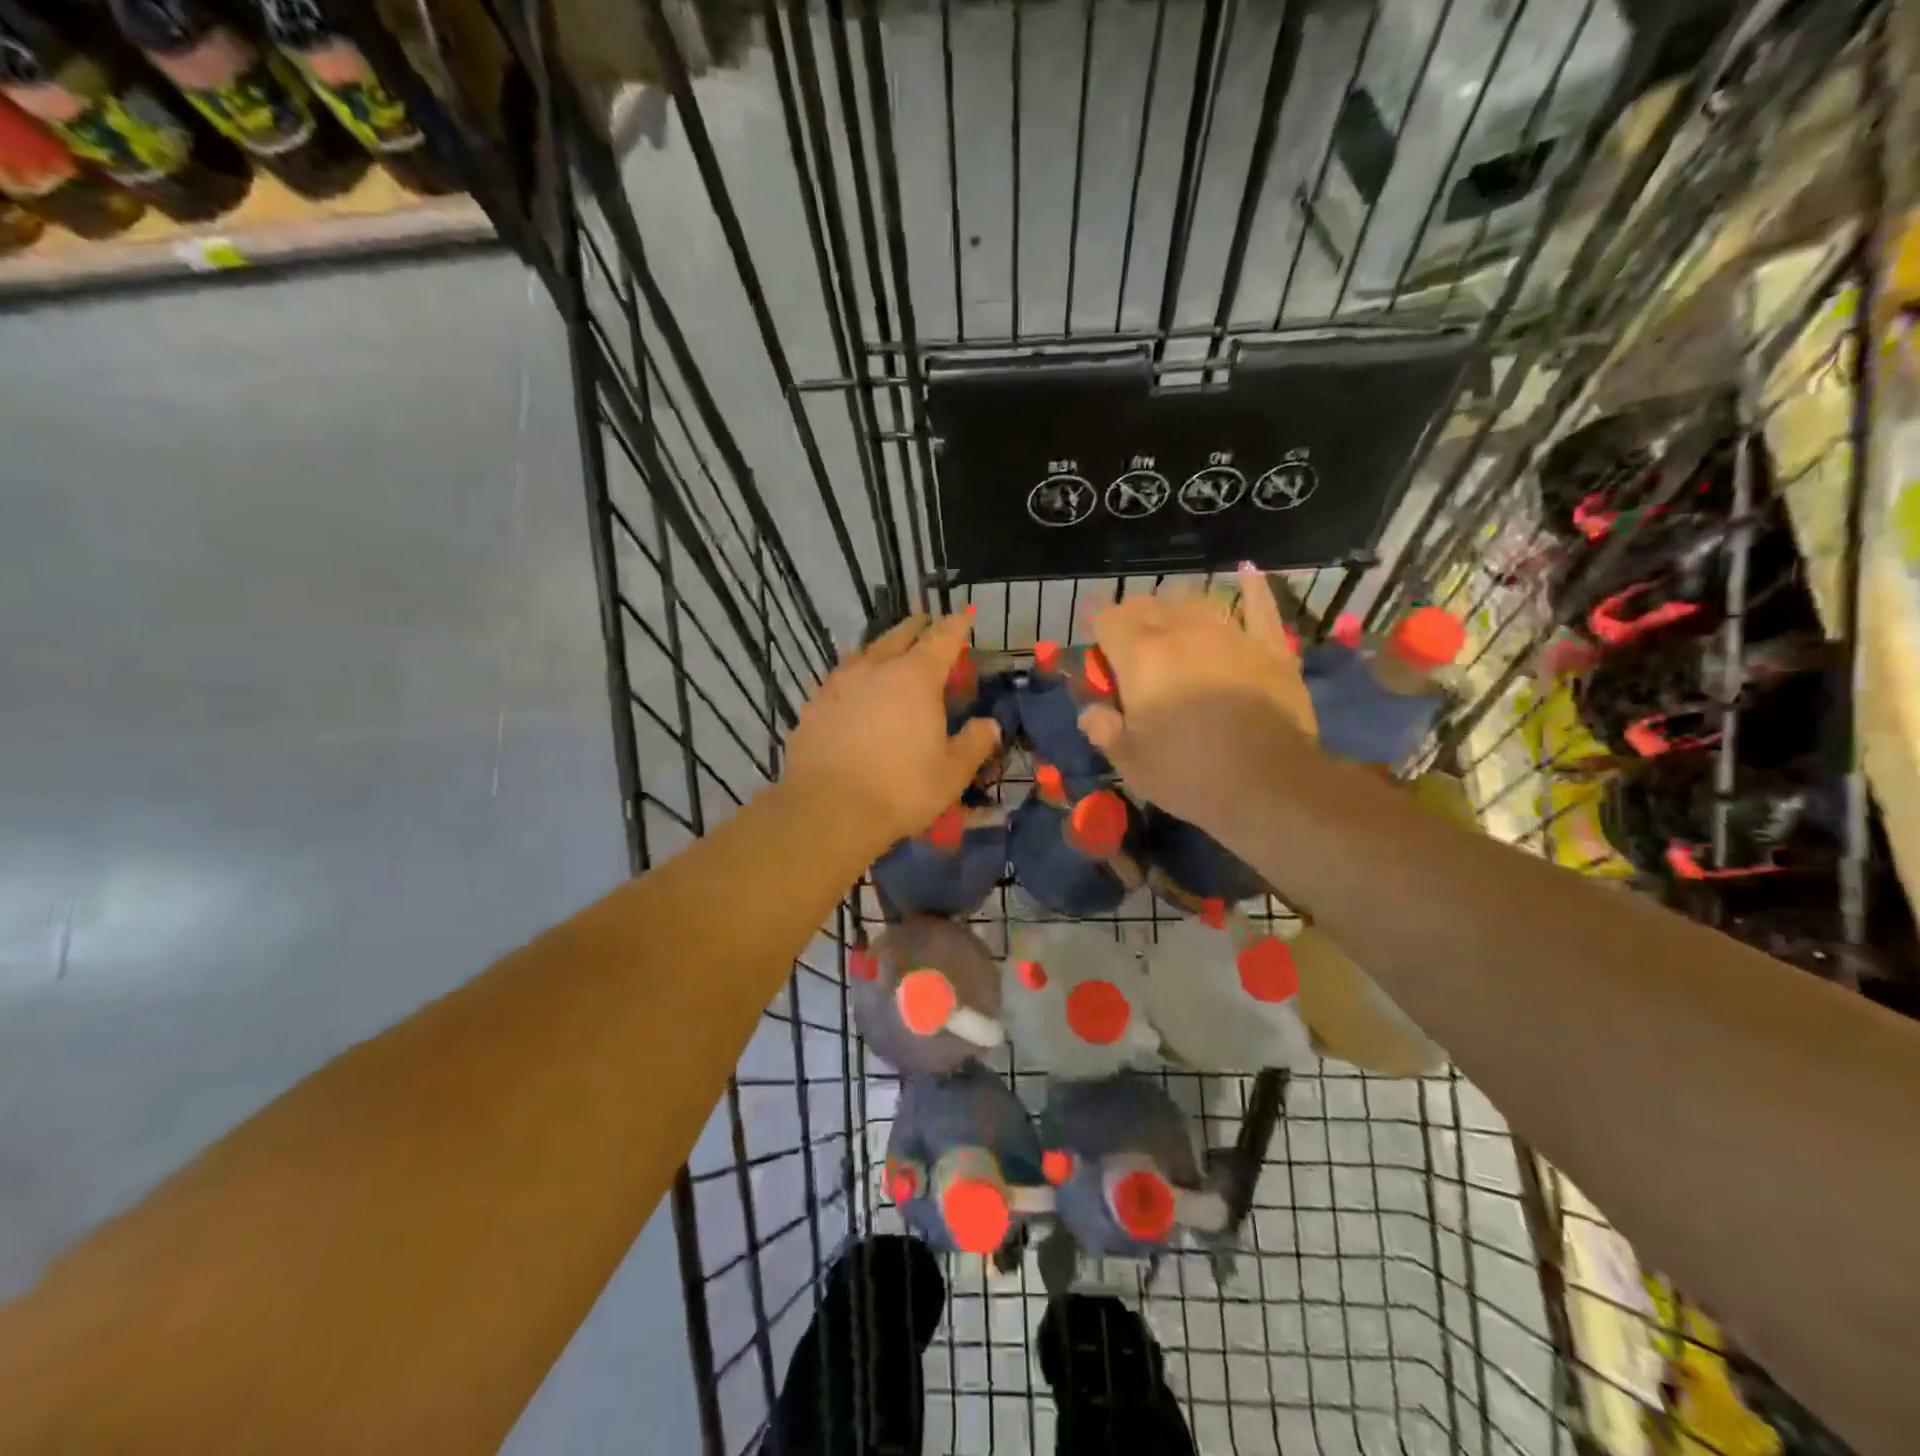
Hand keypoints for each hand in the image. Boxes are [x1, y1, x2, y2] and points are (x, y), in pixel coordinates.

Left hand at [782, 610, 1001, 849]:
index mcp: (915, 677)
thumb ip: (974, 743)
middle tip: (925, 624)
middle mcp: (874, 669)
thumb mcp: (952, 773)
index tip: (964, 615)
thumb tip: (990, 725)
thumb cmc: (900, 790)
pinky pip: (840, 680)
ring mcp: (838, 685)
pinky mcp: (813, 706)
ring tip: (888, 653)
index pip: (942, 638)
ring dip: (881, 649)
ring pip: (864, 654)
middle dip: (916, 627)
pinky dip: (855, 678)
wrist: (827, 811)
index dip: (956, 625)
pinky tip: (855, 693)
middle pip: (898, 636)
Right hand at [1077, 564, 1317, 825]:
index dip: (1099, 633)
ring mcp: (1231, 634)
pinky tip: (1246, 572)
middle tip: (1132, 651)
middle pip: (1149, 606)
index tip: (1100, 656)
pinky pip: (1260, 605)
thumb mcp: (1130, 762)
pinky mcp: (1270, 647)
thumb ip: (1103, 730)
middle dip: (1134, 621)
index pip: (1108, 620)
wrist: (1269, 785)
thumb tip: (1091, 712)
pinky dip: (1251, 587)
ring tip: (1173, 625)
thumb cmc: (1188, 775)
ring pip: (1196, 602)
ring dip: (1177, 609)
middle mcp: (1183, 632)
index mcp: (1141, 656)